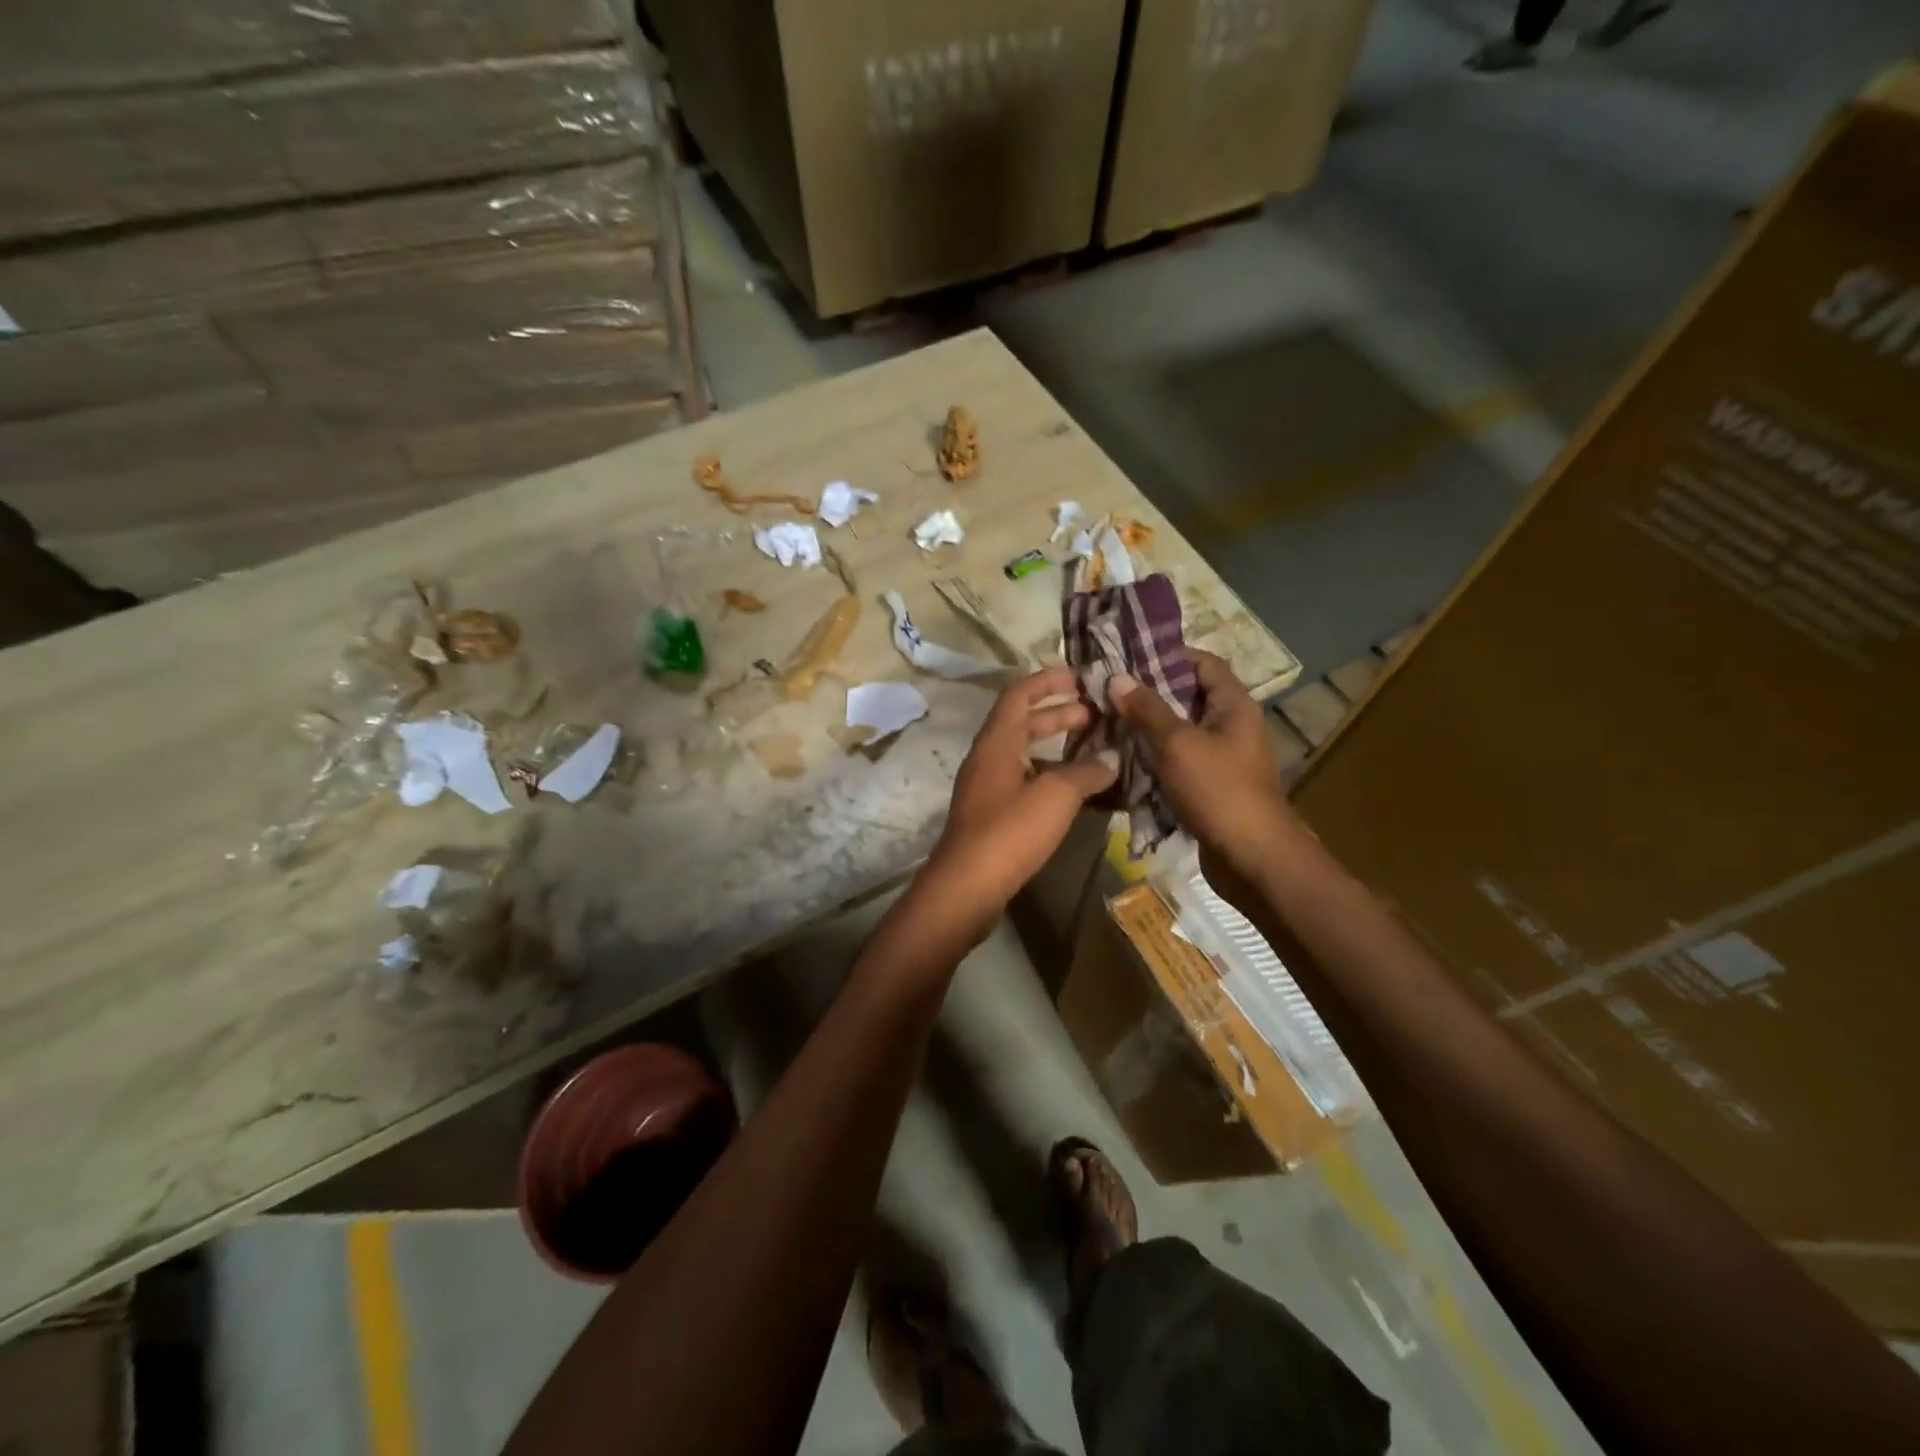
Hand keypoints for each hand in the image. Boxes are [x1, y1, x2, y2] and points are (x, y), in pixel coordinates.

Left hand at [922, 668, 1118, 935]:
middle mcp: (987, 758)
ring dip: (1056, 746)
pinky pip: (1024, 780)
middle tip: (1097, 714)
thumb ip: (1086, 771)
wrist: (968, 886)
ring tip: (1093, 748)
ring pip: (1024, 753)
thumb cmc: (1010, 831)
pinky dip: (1050, 775)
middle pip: (1023, 722)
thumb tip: (1111, 756)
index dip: (1048, 680)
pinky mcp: (992, 814)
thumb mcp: (1056, 795)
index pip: (1020, 694)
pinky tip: (1076, 789)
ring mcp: (987, 787)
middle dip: (1060, 714)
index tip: (1081, 677)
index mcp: (997, 741)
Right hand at [1109, 650, 1293, 877]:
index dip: (1169, 654)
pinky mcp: (1210, 784)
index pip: (1204, 663)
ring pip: (1180, 730)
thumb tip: (1117, 678)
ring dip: (1148, 727)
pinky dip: (1154, 755)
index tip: (1129, 656)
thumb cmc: (1218, 789)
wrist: (1249, 856)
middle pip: (1188, 696)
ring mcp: (1222, 757)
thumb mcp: (1177, 743)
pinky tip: (1124, 756)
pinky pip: (1178, 759)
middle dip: (1150, 693)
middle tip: (1110, 690)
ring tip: (1109, 720)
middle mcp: (1231, 725)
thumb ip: (1147, 709)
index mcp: (1233, 705)